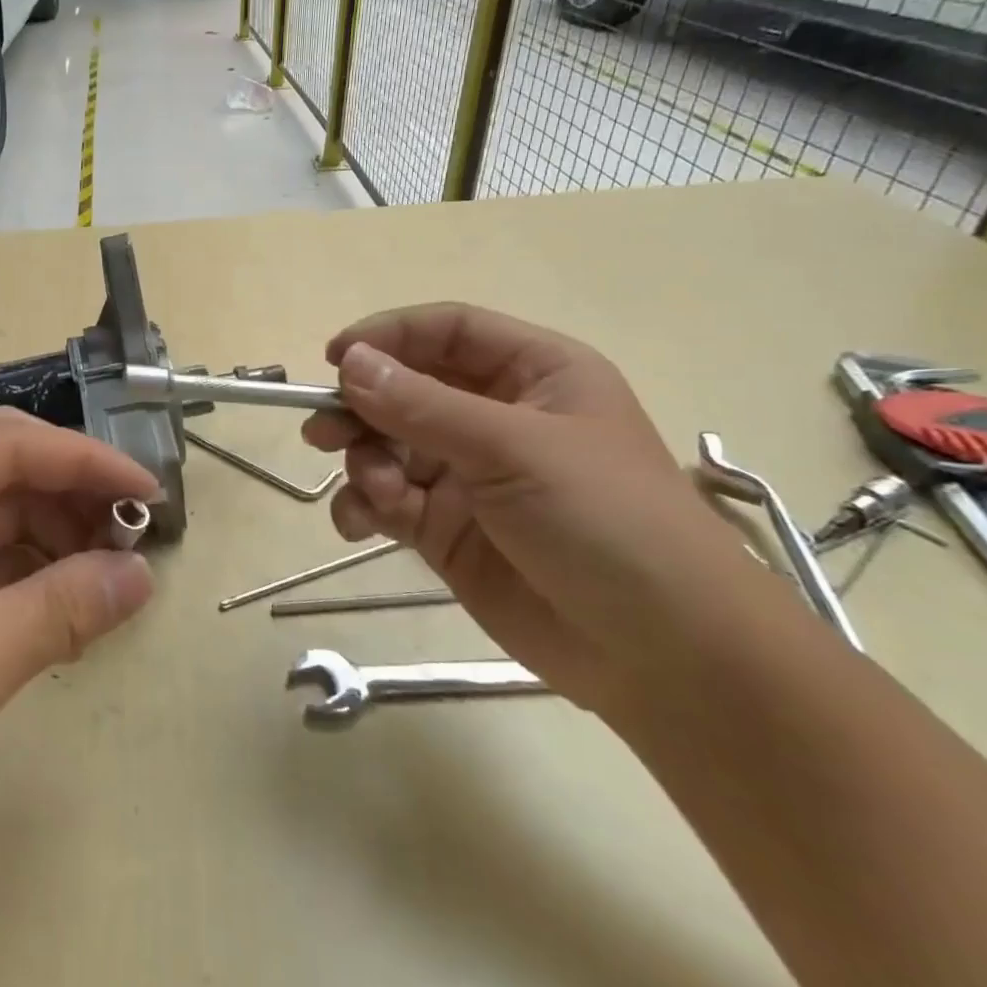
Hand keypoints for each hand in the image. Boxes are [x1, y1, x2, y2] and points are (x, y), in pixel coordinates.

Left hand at [0, 409, 156, 852]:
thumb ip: (63, 609)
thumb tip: (142, 577)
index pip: (9, 446)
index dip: (88, 464)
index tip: (152, 493)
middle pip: (4, 465)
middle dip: (74, 497)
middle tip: (137, 536)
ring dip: (57, 534)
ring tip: (111, 574)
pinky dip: (29, 567)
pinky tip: (69, 596)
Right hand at [302, 305, 764, 714]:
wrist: (664, 655)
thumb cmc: (606, 521)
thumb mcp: (513, 449)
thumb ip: (422, 405)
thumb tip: (348, 362)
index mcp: (534, 375)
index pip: (446, 332)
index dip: (388, 337)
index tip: (334, 359)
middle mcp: (497, 417)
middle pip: (406, 389)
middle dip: (362, 409)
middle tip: (323, 434)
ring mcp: (469, 476)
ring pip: (388, 447)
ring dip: (364, 464)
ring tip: (372, 493)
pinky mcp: (447, 530)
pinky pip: (387, 500)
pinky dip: (364, 506)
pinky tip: (361, 524)